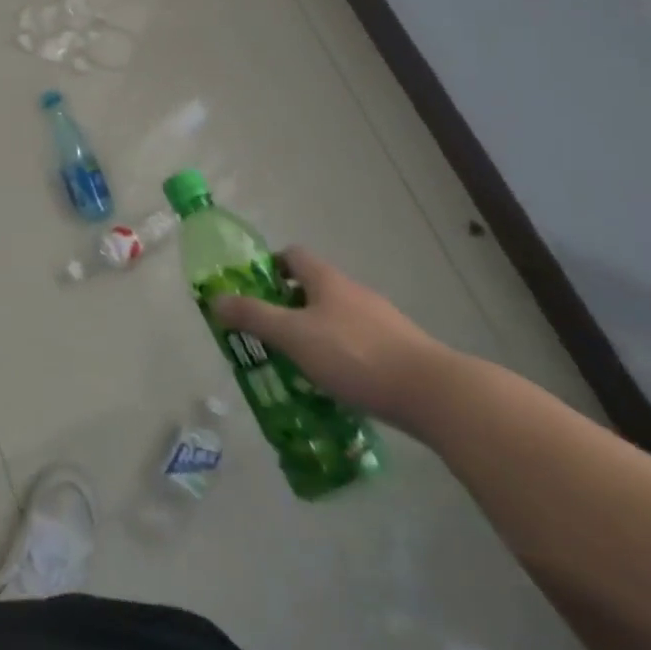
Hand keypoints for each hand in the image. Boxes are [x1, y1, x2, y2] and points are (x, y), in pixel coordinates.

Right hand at [212, 248, 458, 432]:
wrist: (435, 394)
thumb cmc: (355, 355)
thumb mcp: (294, 336)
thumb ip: (253, 317)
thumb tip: (215, 299)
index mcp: (327, 280)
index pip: (292, 255)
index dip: (270, 267)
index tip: (254, 291)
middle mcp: (354, 292)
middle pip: (313, 287)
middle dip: (288, 306)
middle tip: (269, 333)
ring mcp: (382, 321)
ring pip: (336, 318)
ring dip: (315, 333)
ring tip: (298, 364)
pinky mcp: (400, 352)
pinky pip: (359, 344)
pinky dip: (341, 356)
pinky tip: (337, 384)